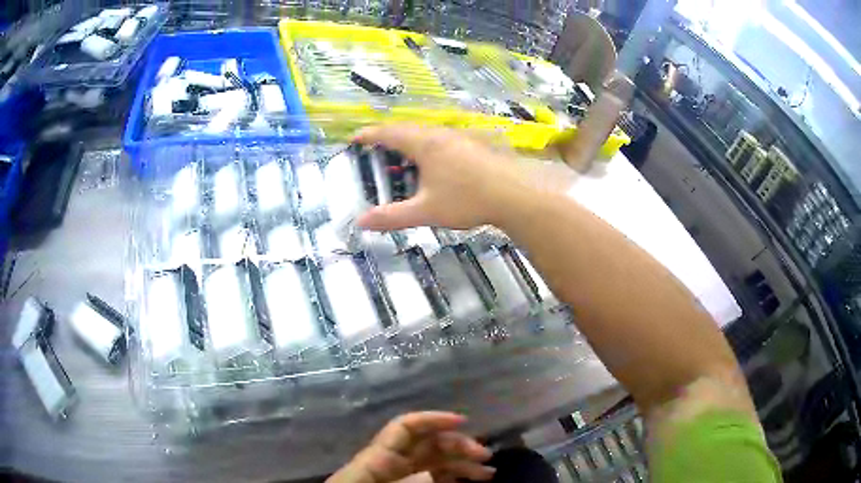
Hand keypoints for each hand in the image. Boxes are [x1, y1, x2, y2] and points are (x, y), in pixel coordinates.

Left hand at [326, 412, 494, 482]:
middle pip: (427, 445)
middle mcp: (389, 464)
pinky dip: (451, 478)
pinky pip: (431, 479)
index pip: (405, 427)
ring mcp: (398, 477)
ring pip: (434, 464)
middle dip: (458, 446)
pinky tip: (467, 482)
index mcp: (378, 459)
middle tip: (486, 457)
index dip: (433, 419)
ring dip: (461, 465)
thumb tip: (433, 475)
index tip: (464, 421)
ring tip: (487, 473)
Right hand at [353, 124, 533, 230]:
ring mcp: (460, 137)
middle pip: (407, 130)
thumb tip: (361, 222)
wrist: (515, 194)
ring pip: (427, 134)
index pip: (389, 133)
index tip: (355, 138)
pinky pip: (442, 140)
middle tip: (376, 151)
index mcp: (424, 144)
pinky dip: (428, 148)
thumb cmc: (467, 199)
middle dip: (388, 138)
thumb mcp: (426, 211)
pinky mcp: (474, 145)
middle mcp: (440, 135)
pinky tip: (436, 165)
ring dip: (410, 143)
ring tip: (403, 159)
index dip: (369, 135)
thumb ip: (392, 216)